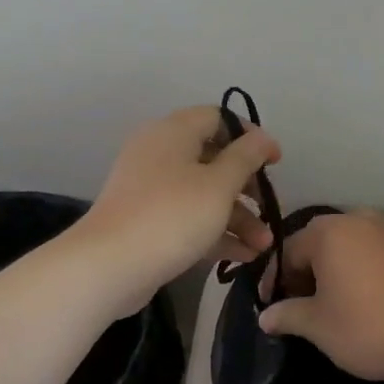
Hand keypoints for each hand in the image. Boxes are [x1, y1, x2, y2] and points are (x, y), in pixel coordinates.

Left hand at [77, 106, 280, 307]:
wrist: (109, 265)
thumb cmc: (172, 215)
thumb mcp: (218, 185)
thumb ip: (245, 158)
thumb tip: (261, 138)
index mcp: (173, 132)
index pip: (218, 118)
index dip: (250, 136)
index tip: (275, 162)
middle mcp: (159, 153)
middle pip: (213, 160)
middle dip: (247, 188)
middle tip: (270, 209)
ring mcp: (150, 189)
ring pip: (203, 194)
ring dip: (237, 217)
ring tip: (263, 245)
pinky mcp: (146, 221)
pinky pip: (188, 218)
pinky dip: (215, 232)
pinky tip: (244, 257)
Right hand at [257, 210, 383, 381]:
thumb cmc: (368, 328)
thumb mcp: (318, 327)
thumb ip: (287, 315)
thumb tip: (265, 316)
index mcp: (327, 232)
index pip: (288, 252)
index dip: (275, 280)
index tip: (272, 306)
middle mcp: (359, 217)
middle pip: (322, 241)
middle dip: (309, 269)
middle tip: (304, 302)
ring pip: (357, 237)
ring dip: (344, 259)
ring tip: (342, 290)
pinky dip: (382, 252)